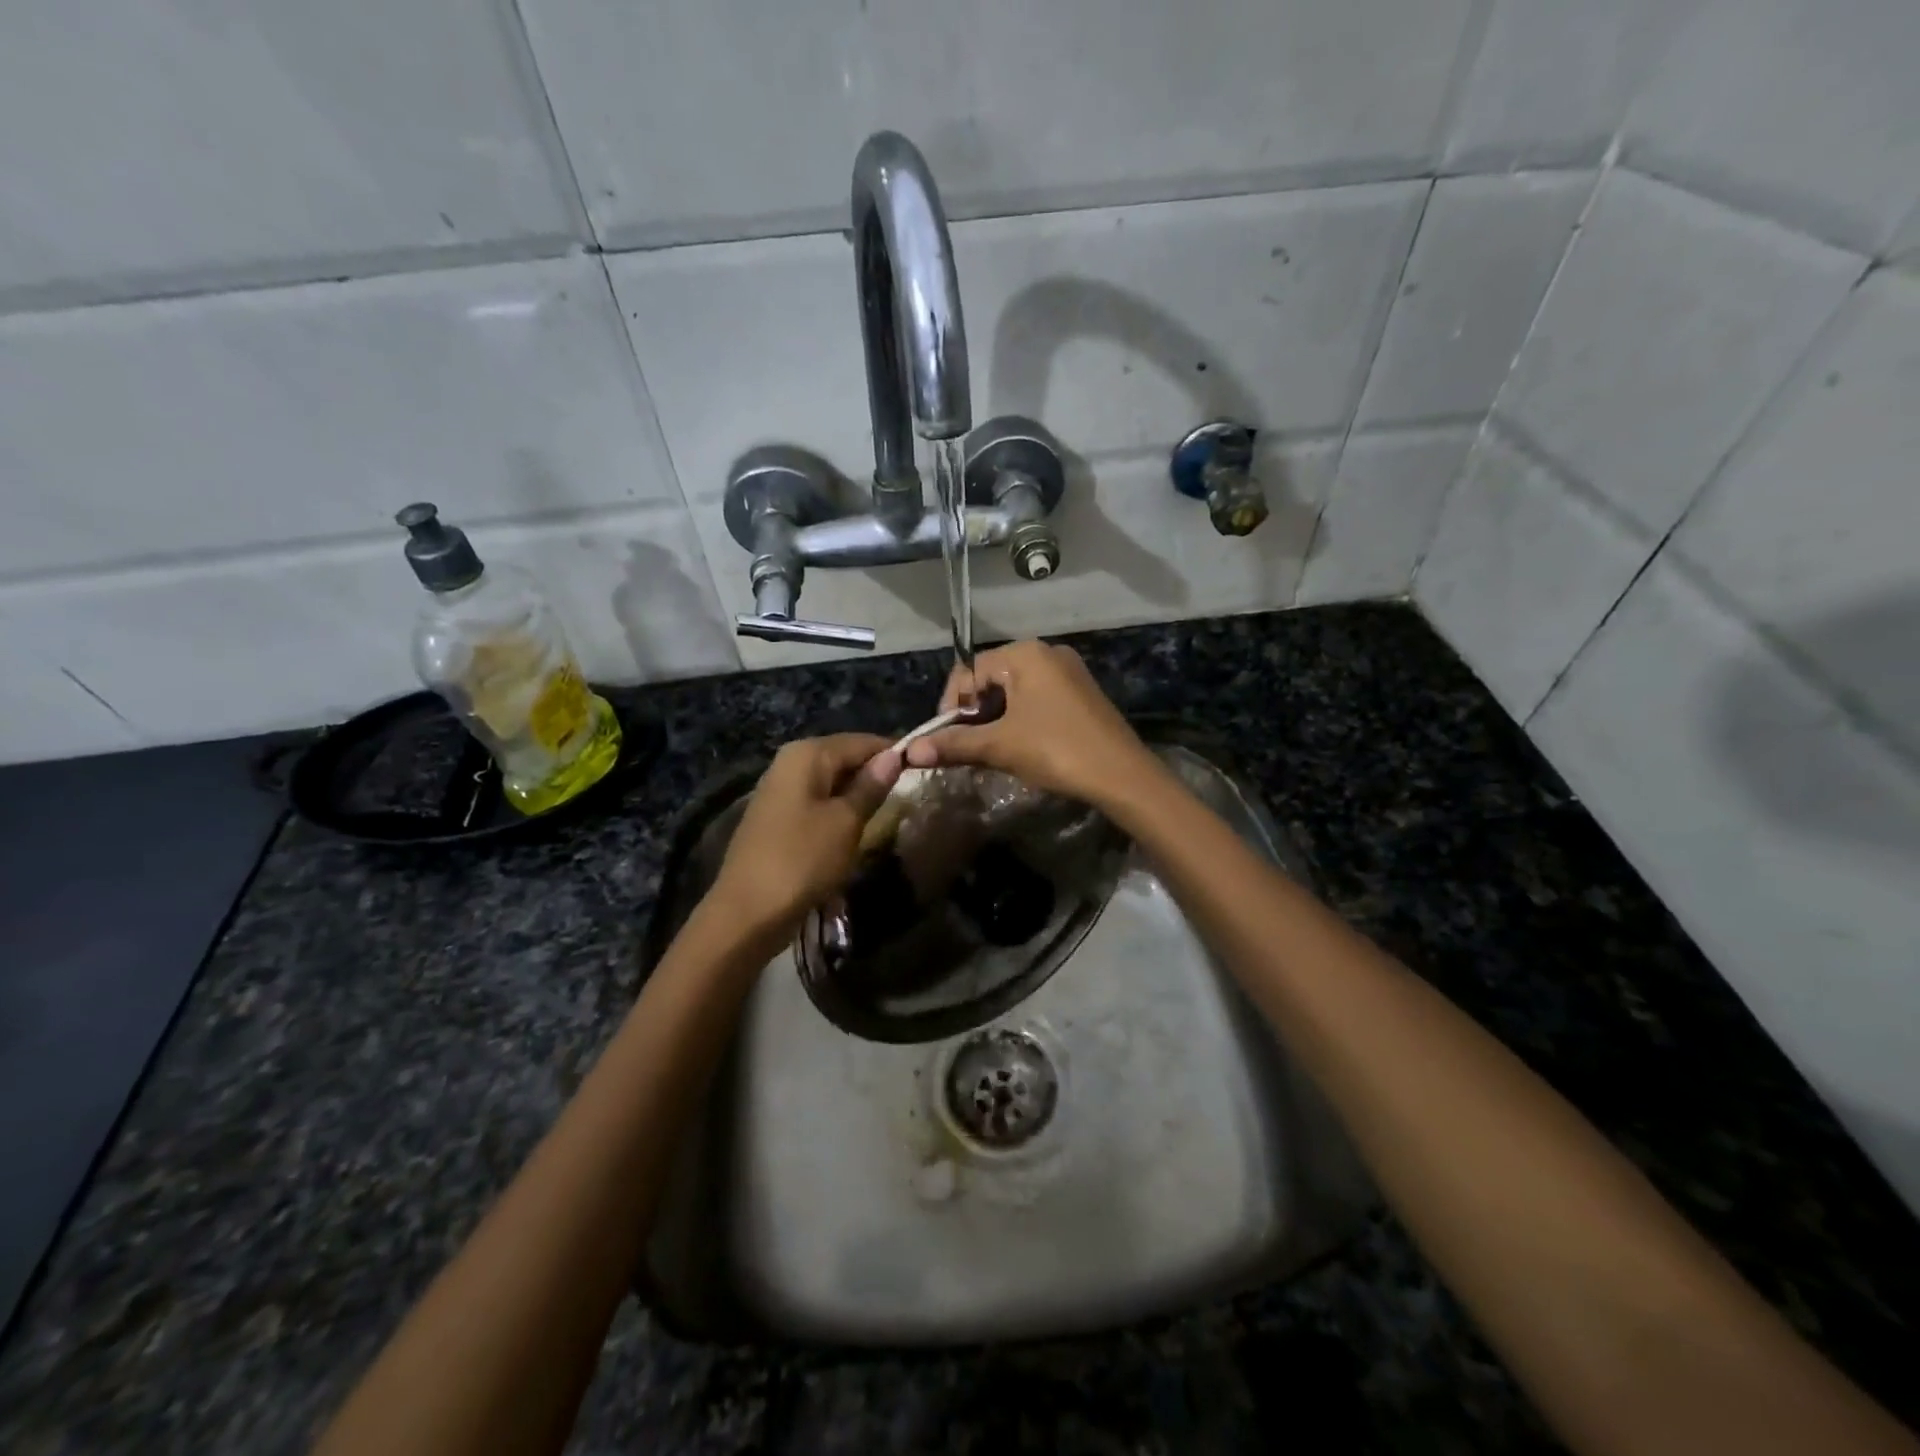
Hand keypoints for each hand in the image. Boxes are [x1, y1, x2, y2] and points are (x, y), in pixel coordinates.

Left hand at [709, 734, 902, 938]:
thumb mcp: (846, 822)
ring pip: (832, 781)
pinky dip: (838, 810)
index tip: (923, 769)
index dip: (893, 753)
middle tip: (910, 793)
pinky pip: (818, 801)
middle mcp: (790, 762)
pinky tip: (855, 828)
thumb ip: (871, 786)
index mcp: (807, 754)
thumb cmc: (802, 860)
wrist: (747, 913)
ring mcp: (780, 789)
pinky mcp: (778, 817)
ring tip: (888, 811)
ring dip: (858, 794)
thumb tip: (894, 756)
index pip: (862, 741)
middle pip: (844, 758)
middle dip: (875, 773)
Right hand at [905, 642, 1156, 806]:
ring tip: (989, 751)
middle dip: (972, 714)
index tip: (944, 740)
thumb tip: (909, 752)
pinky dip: (1018, 719)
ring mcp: (1067, 671)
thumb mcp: (1000, 746)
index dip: (950, 706)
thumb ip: (953, 744)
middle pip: (990, 679)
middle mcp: (1046, 652)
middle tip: (966, 748)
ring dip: (994, 719)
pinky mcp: (1080, 692)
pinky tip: (1019, 746)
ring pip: (1013, 691)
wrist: (1122, 775)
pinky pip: (1036, 698)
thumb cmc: (1056, 750)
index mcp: (1024, 653)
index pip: (968, 672)